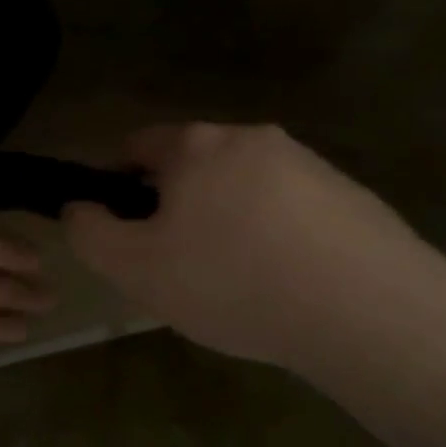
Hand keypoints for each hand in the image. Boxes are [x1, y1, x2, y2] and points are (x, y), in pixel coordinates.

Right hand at [64, 124, 436, 377]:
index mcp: (196, 146)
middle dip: (176, 206)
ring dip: (228, 220)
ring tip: (236, 281)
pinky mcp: (349, 194)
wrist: (366, 308)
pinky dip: (275, 236)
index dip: (118, 185)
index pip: (137, 146)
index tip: (125, 231)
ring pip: (243, 187)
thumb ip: (90, 233)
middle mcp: (251, 138)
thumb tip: (79, 208)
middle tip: (178, 265)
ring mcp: (307, 162)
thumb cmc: (232, 281)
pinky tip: (285, 283)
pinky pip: (290, 209)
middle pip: (193, 165)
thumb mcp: (135, 268)